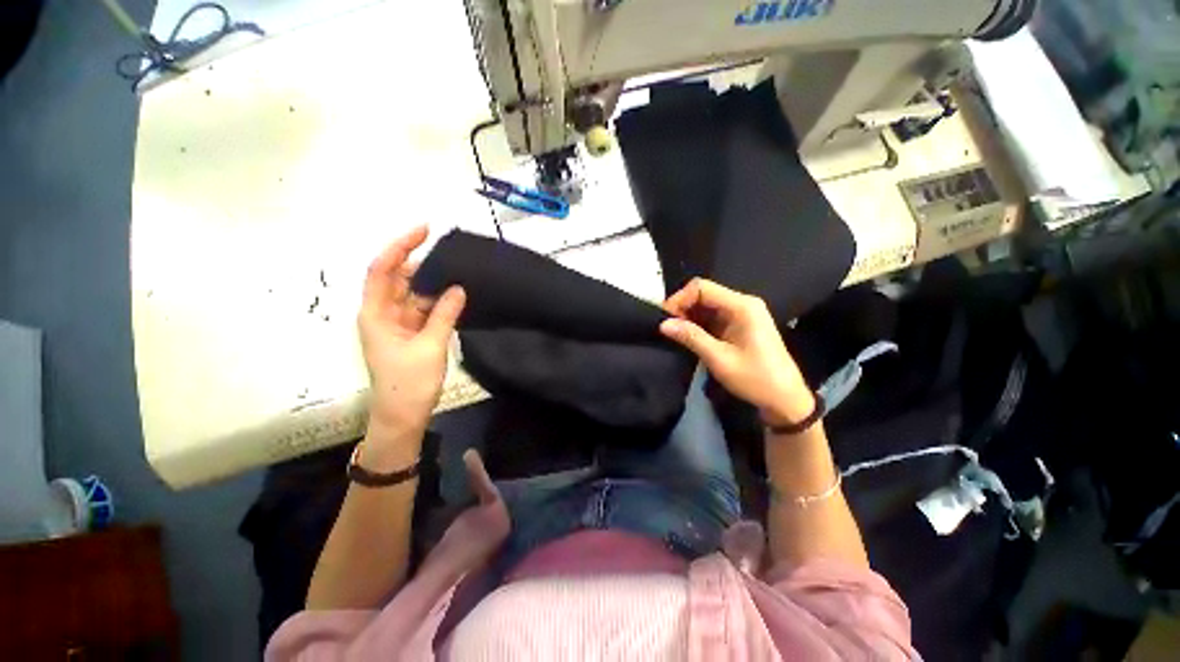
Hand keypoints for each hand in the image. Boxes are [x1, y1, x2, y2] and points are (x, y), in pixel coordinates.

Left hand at [359, 226, 465, 444]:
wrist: (403, 416)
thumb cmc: (409, 383)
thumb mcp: (430, 346)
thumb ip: (444, 314)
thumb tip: (458, 288)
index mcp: (376, 314)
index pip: (382, 270)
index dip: (400, 246)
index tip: (424, 230)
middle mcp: (383, 313)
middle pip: (399, 279)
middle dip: (421, 263)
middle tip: (451, 252)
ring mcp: (398, 324)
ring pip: (414, 294)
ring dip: (433, 283)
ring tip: (458, 270)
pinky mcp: (412, 333)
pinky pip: (425, 309)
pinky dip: (439, 301)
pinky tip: (456, 294)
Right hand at [660, 278, 812, 425]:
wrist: (784, 399)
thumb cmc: (755, 378)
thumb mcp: (719, 359)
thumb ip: (691, 337)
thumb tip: (663, 324)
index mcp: (742, 306)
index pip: (702, 288)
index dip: (679, 299)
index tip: (665, 318)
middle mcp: (742, 303)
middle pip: (703, 294)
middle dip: (682, 308)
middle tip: (667, 328)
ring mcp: (741, 313)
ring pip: (706, 305)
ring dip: (688, 317)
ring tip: (675, 334)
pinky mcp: (739, 324)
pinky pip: (712, 316)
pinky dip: (697, 324)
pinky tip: (688, 336)